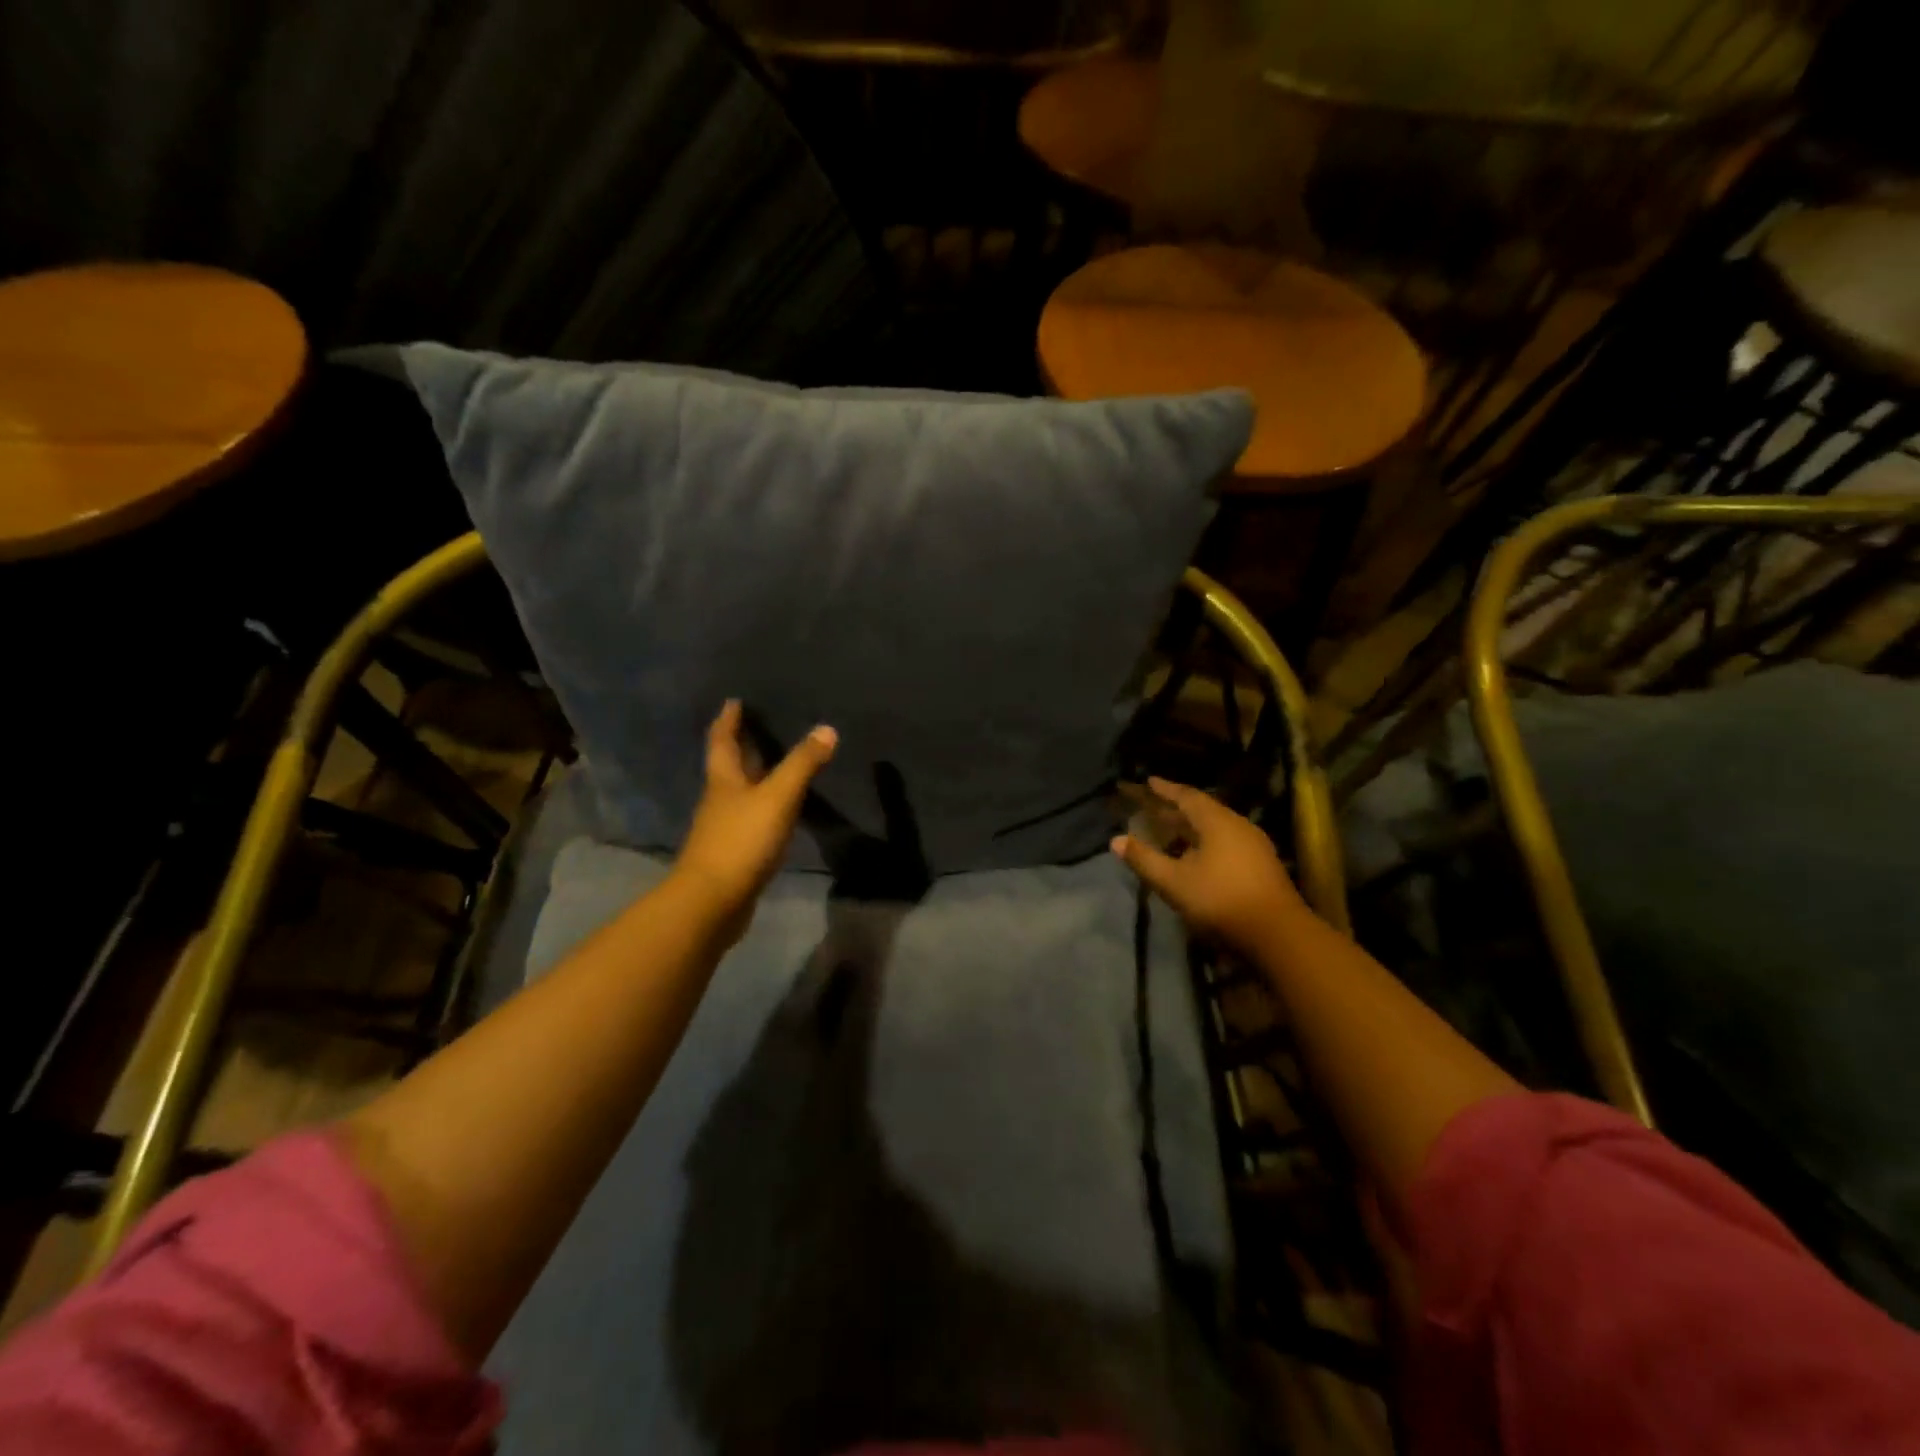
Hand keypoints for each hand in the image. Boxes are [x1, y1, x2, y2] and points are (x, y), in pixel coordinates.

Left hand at [673, 701, 836, 939]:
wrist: (712, 902)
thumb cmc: (741, 841)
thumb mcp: (777, 797)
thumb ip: (802, 764)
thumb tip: (827, 728)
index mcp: (724, 780)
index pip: (722, 741)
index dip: (728, 720)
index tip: (734, 701)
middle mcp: (720, 799)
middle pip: (729, 765)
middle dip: (742, 745)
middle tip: (760, 726)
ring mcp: (725, 828)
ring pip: (740, 793)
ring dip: (755, 776)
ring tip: (777, 763)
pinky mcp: (734, 853)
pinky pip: (751, 819)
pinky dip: (764, 807)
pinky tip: (781, 810)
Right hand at [1110, 777, 1307, 952]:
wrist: (1278, 934)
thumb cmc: (1220, 900)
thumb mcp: (1173, 881)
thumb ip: (1144, 859)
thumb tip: (1115, 840)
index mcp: (1217, 822)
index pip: (1186, 796)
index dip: (1165, 789)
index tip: (1148, 781)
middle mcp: (1237, 826)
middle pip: (1202, 810)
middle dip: (1175, 808)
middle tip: (1153, 807)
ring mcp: (1254, 845)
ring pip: (1215, 827)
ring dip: (1191, 827)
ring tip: (1171, 831)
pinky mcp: (1261, 865)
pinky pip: (1226, 842)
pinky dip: (1205, 842)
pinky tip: (1195, 856)